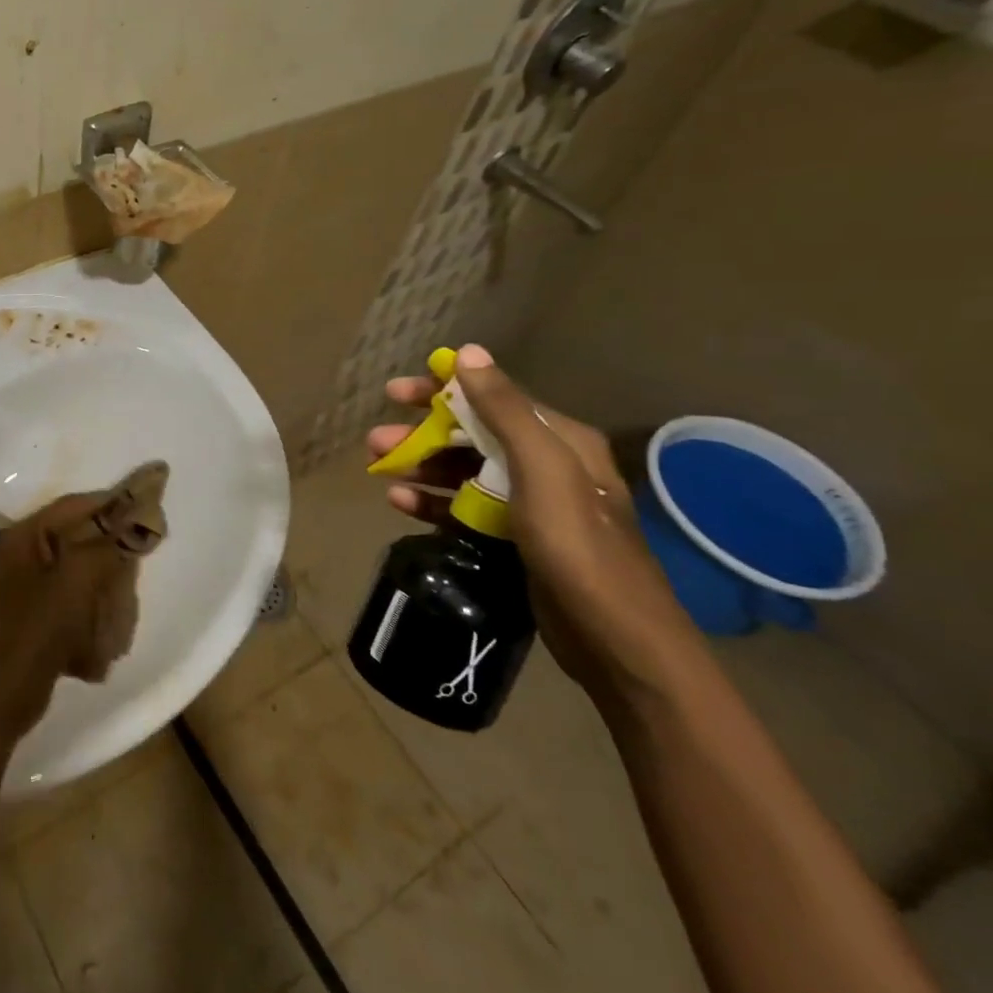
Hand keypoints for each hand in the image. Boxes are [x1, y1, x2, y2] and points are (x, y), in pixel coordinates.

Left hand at [0, 493, 130, 736]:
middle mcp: (21, 553)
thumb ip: (107, 544)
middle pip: (76, 536)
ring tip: (121, 597)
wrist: (7, 694)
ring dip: (103, 581)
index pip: (73, 506)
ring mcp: (26, 585)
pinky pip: (72, 596)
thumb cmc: (40, 628)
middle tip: (137, 556)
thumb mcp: (78, 580)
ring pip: (78, 568)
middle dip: (108, 548)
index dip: (110, 503)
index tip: (145, 505)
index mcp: (24, 537)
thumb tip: (137, 515)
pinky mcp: (35, 613)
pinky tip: (103, 627)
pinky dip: (91, 605)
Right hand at [368, 344, 699, 698]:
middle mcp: (546, 464)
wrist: (616, 640)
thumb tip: (468, 352)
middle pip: (471, 434)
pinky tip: (401, 504)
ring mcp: (530, 504)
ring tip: (380, 472)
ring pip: (463, 472)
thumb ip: (505, 410)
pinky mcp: (516, 539)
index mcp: (559, 440)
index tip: (394, 393)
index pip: (491, 397)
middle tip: (375, 441)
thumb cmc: (578, 546)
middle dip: (422, 434)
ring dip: (421, 467)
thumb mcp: (542, 469)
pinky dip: (433, 503)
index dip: (440, 389)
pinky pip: (465, 509)